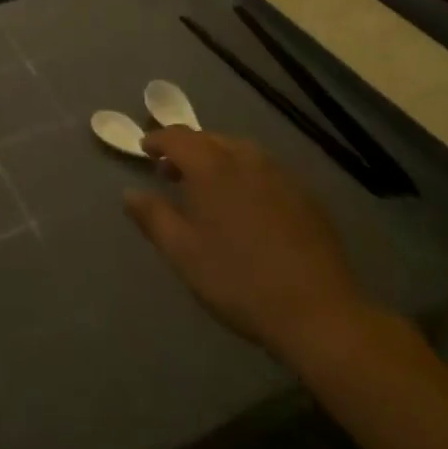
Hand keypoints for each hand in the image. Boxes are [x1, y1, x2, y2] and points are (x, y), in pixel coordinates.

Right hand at [124, 127, 367, 362]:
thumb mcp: (184, 253)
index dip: (157, 140)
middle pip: (208, 139)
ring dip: (216, 159)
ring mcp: (278, 173)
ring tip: (207, 188)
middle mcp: (244, 158)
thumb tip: (129, 193)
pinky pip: (263, 170)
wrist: (317, 312)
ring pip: (238, 151)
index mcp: (211, 166)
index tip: (145, 151)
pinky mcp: (303, 194)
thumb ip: (153, 217)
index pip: (177, 137)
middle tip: (171, 173)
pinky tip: (246, 205)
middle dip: (186, 149)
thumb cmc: (238, 280)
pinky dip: (244, 174)